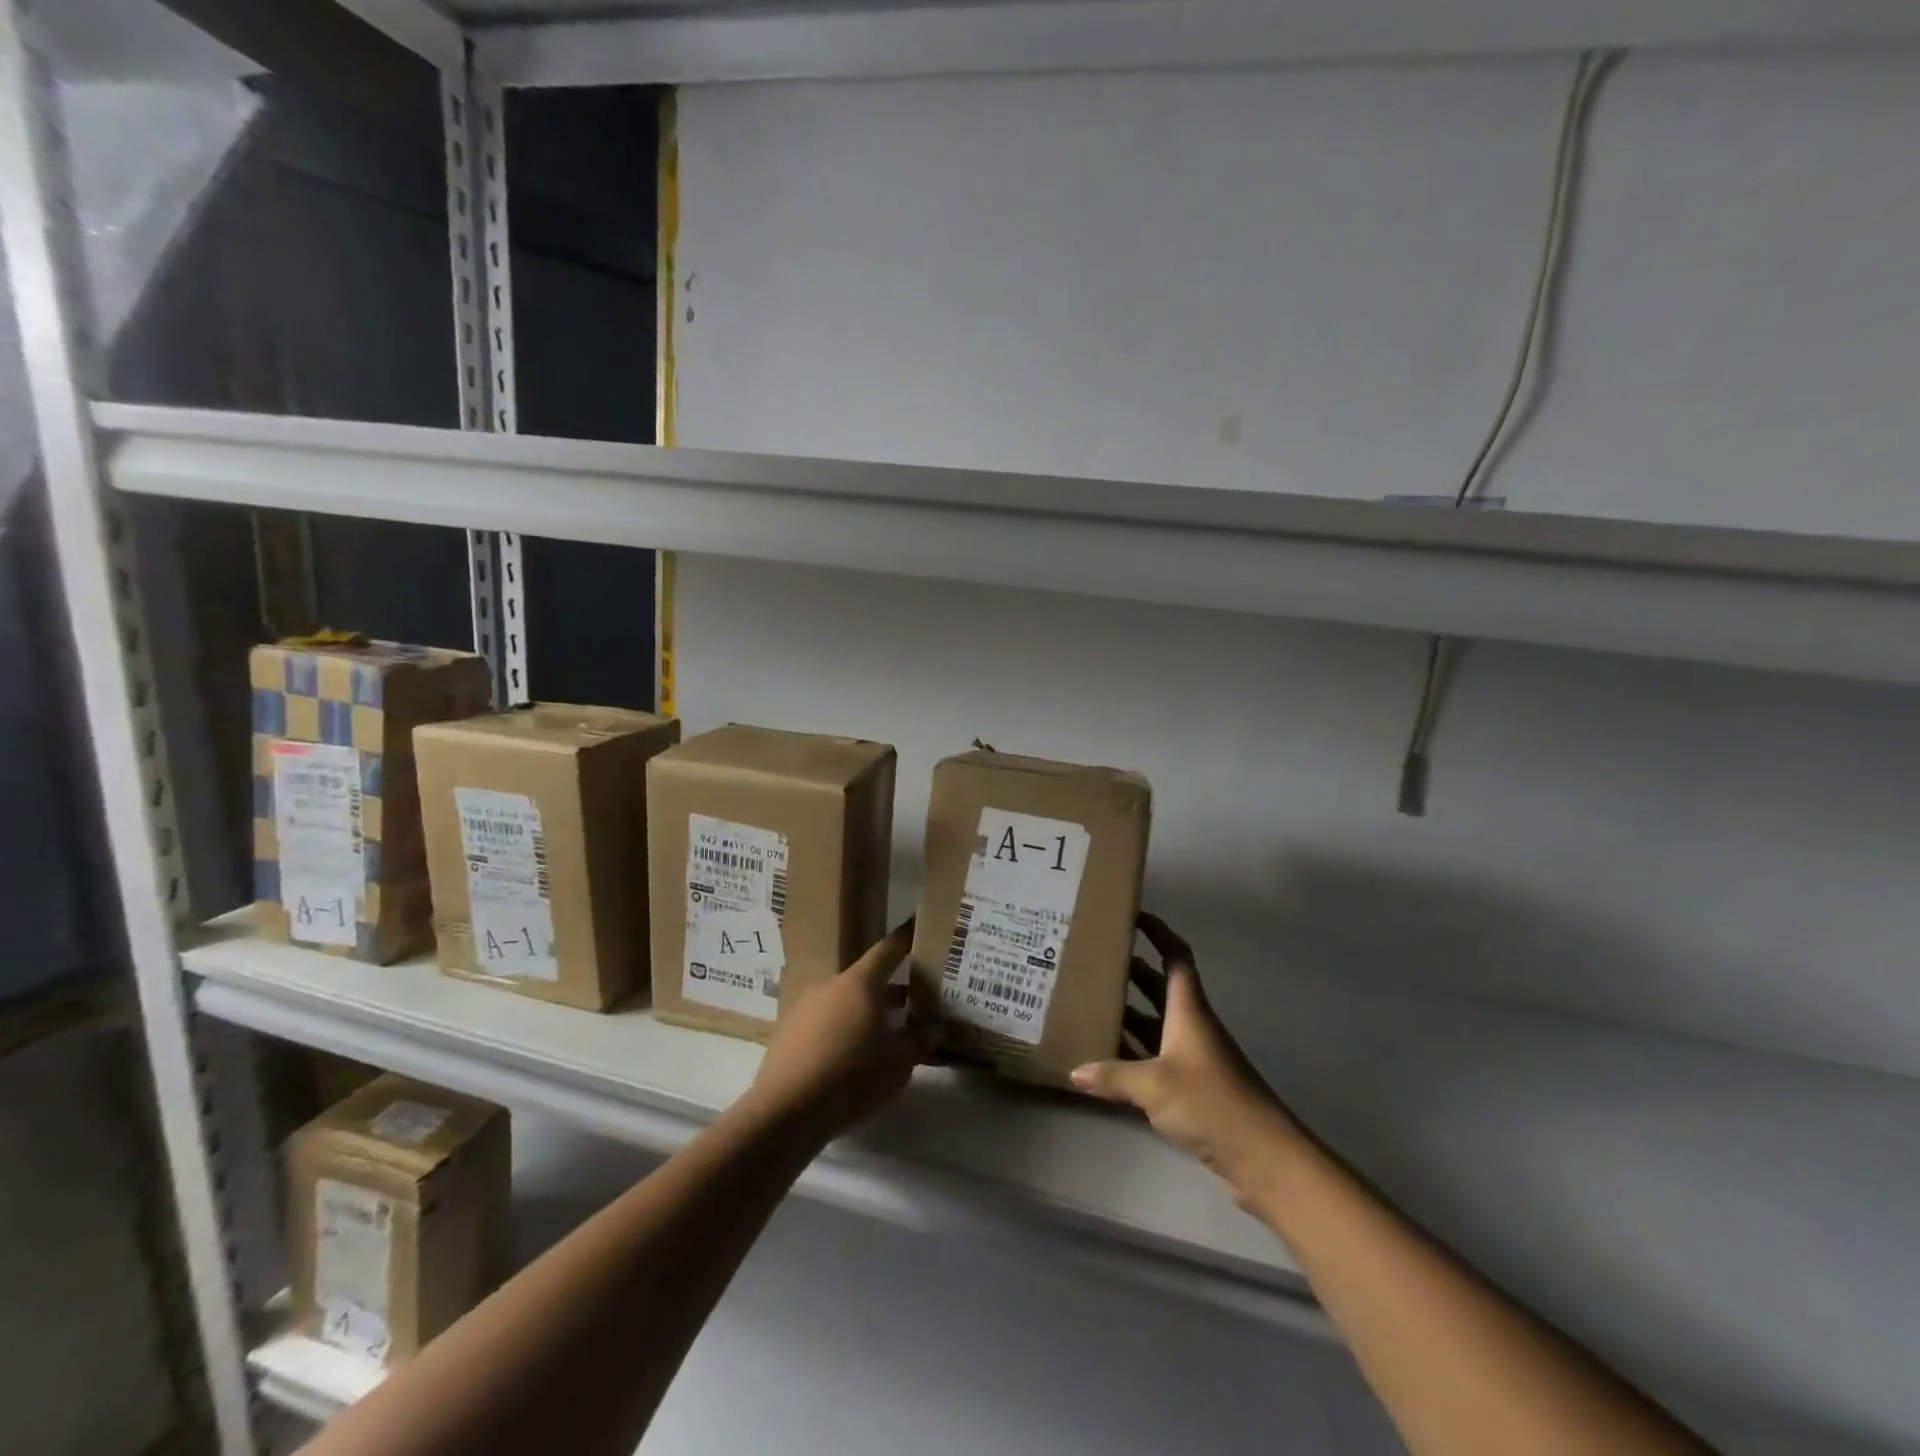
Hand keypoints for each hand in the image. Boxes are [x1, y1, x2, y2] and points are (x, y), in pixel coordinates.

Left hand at [746, 920, 931, 1141]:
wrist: (785, 1112)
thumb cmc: (851, 1076)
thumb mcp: (899, 1062)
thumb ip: (920, 1041)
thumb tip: (935, 1028)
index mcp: (859, 983)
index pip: (887, 949)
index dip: (905, 940)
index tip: (918, 929)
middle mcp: (830, 986)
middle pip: (866, 980)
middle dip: (890, 990)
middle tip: (914, 1001)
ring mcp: (804, 1009)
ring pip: (844, 1004)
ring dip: (865, 1014)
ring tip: (886, 1036)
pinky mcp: (787, 1035)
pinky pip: (824, 1026)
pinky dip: (842, 1033)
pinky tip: (852, 1060)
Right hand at [1072, 913, 1295, 1206]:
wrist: (1263, 1156)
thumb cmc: (1211, 1102)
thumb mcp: (1154, 1085)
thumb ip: (1113, 1076)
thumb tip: (1075, 1071)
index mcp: (1188, 1010)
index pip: (1175, 956)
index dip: (1157, 932)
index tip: (1132, 915)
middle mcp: (1190, 1025)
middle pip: (1158, 987)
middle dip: (1130, 970)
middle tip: (1093, 960)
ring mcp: (1191, 1057)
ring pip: (1154, 1022)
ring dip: (1127, 1011)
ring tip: (1088, 1002)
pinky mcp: (1191, 1087)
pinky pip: (1154, 1057)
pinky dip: (1131, 1052)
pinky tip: (1104, 1057)